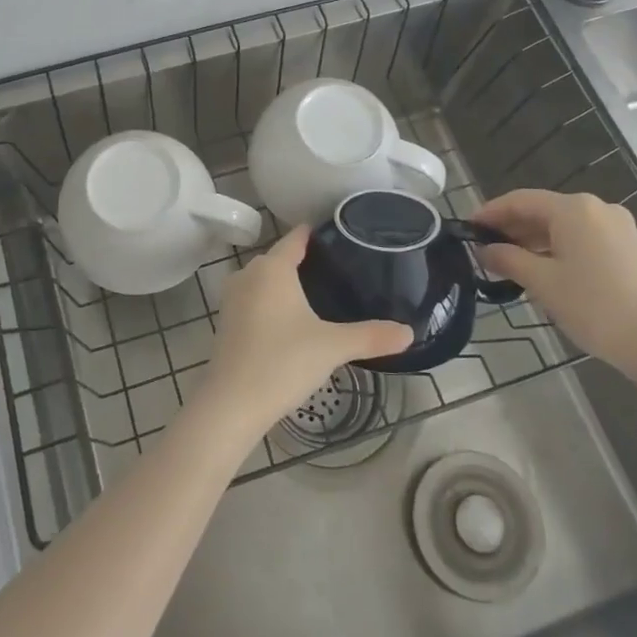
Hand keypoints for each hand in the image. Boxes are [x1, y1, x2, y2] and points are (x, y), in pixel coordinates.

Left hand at [200, 226, 412, 436]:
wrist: (232, 403)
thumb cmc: (283, 362)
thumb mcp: (332, 347)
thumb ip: (371, 336)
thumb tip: (409, 332)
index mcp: (272, 268)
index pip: (295, 238)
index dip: (315, 233)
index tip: (339, 233)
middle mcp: (248, 274)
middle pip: (279, 258)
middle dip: (304, 260)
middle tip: (338, 268)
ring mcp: (233, 298)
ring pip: (264, 280)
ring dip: (286, 283)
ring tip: (318, 293)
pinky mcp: (226, 322)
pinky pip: (254, 299)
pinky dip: (272, 302)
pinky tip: (291, 320)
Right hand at [473, 189, 636, 378]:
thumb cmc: (594, 305)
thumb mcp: (542, 282)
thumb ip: (508, 259)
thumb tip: (484, 250)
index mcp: (574, 208)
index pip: (520, 200)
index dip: (491, 212)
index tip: (467, 228)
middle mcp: (596, 208)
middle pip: (543, 210)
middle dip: (511, 227)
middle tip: (484, 247)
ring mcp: (617, 228)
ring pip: (563, 225)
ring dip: (533, 239)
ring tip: (508, 261)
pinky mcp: (628, 248)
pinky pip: (581, 237)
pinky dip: (556, 247)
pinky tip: (542, 268)